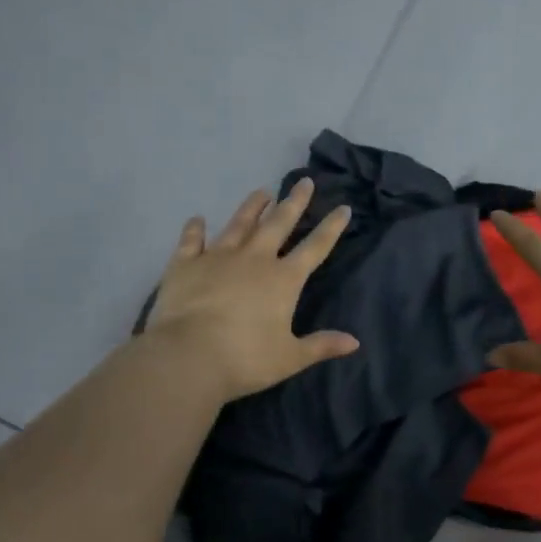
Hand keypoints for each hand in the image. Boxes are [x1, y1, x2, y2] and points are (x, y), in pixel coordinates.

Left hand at [145, 179, 358, 402]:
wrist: (188, 356)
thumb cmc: (245, 359)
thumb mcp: (290, 357)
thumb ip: (321, 345)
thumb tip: (354, 342)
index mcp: (283, 280)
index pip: (315, 248)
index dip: (331, 228)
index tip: (343, 208)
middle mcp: (254, 259)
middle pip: (278, 224)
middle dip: (294, 202)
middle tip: (304, 182)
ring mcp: (217, 257)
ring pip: (239, 224)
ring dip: (252, 207)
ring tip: (262, 192)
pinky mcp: (185, 264)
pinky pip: (191, 241)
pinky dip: (194, 229)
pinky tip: (197, 219)